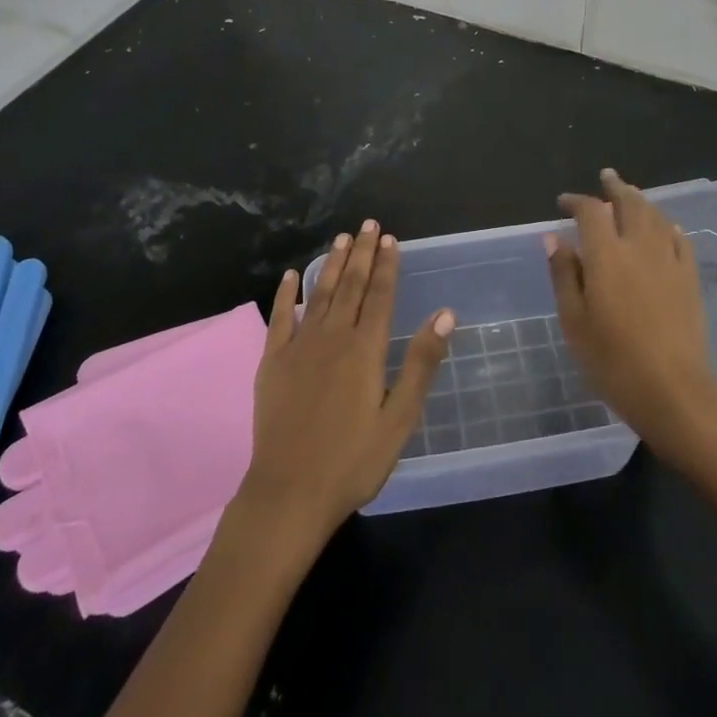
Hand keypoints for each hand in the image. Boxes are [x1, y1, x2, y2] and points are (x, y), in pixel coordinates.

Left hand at [238, 220, 453, 540]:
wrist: (290, 492)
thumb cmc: (353, 460)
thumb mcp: (399, 417)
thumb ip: (421, 362)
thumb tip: (445, 314)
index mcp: (365, 350)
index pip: (379, 295)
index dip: (386, 265)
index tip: (390, 238)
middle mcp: (331, 338)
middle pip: (349, 286)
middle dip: (361, 253)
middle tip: (368, 224)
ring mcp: (298, 347)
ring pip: (318, 294)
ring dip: (330, 264)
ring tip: (340, 238)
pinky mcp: (271, 363)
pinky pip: (279, 318)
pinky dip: (285, 294)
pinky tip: (289, 276)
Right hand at [546, 169, 716, 467]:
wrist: (673, 391)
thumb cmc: (613, 360)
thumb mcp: (574, 320)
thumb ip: (564, 274)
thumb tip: (554, 238)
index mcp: (607, 255)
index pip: (591, 212)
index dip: (576, 200)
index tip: (564, 202)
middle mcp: (640, 247)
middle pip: (630, 204)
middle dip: (616, 187)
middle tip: (606, 177)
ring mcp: (670, 261)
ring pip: (657, 217)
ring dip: (642, 201)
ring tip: (631, 196)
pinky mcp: (690, 279)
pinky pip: (679, 240)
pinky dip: (668, 227)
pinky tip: (665, 229)